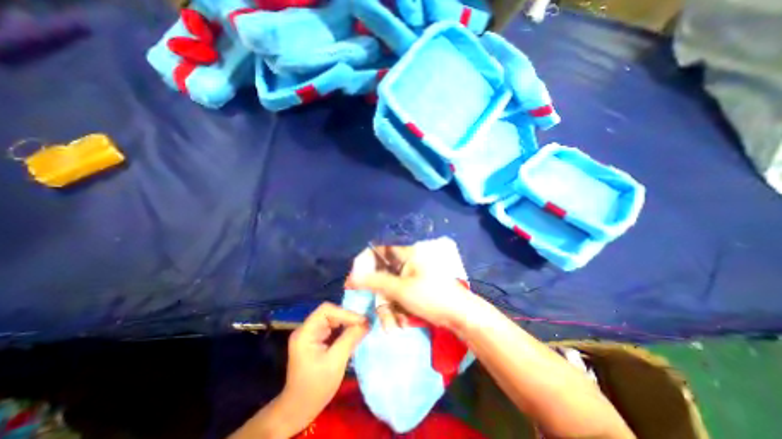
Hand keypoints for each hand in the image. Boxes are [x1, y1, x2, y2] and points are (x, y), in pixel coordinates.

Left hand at [280, 303, 368, 426]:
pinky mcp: (316, 340)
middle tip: (365, 324)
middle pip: (329, 313)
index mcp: (305, 333)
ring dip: (347, 323)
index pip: (326, 310)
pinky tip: (353, 334)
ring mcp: (310, 334)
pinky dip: (344, 329)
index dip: (345, 313)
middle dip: (347, 317)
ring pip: (332, 319)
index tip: (362, 321)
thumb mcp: (335, 362)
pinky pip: (332, 328)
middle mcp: (306, 329)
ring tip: (362, 327)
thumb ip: (350, 339)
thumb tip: (367, 322)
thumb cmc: (315, 388)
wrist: (298, 411)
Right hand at [344, 239, 479, 334]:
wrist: (459, 315)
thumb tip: (352, 276)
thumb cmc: (431, 296)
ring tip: (394, 325)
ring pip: (389, 290)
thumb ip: (375, 281)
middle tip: (379, 312)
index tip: (355, 279)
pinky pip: (398, 298)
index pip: (379, 251)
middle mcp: (407, 263)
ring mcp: (410, 278)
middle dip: (380, 296)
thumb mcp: (401, 289)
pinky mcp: (413, 290)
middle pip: (382, 275)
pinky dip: (398, 310)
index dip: (365, 263)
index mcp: (407, 254)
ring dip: (389, 309)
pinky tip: (403, 322)